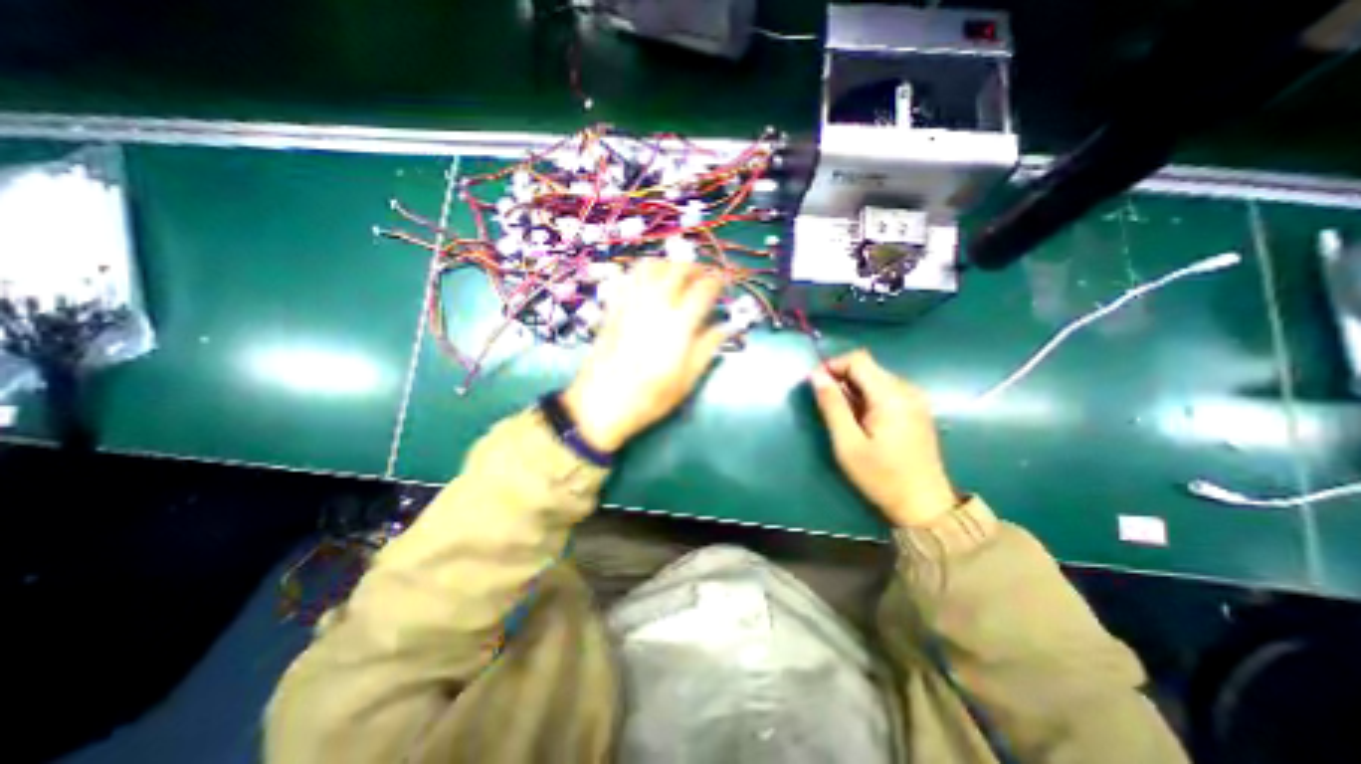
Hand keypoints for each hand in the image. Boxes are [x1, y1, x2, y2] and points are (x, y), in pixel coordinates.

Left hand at [565, 258, 728, 453]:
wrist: (600, 405)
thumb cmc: (648, 399)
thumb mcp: (685, 382)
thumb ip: (707, 350)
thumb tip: (724, 328)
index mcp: (678, 325)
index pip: (703, 289)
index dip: (716, 282)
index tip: (722, 283)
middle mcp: (655, 306)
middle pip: (677, 269)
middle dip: (695, 268)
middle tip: (702, 278)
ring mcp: (631, 304)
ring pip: (651, 266)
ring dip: (669, 265)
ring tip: (678, 276)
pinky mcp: (613, 308)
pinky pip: (629, 277)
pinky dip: (644, 271)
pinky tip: (650, 282)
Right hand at [807, 348, 953, 525]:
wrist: (924, 506)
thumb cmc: (881, 477)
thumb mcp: (847, 443)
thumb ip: (832, 405)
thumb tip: (815, 375)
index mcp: (891, 396)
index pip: (858, 359)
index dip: (832, 366)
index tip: (816, 386)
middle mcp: (907, 390)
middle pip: (867, 367)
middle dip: (841, 378)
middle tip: (826, 406)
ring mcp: (915, 399)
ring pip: (875, 377)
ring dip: (853, 389)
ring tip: (843, 417)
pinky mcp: (917, 409)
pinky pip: (886, 390)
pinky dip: (867, 397)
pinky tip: (862, 420)